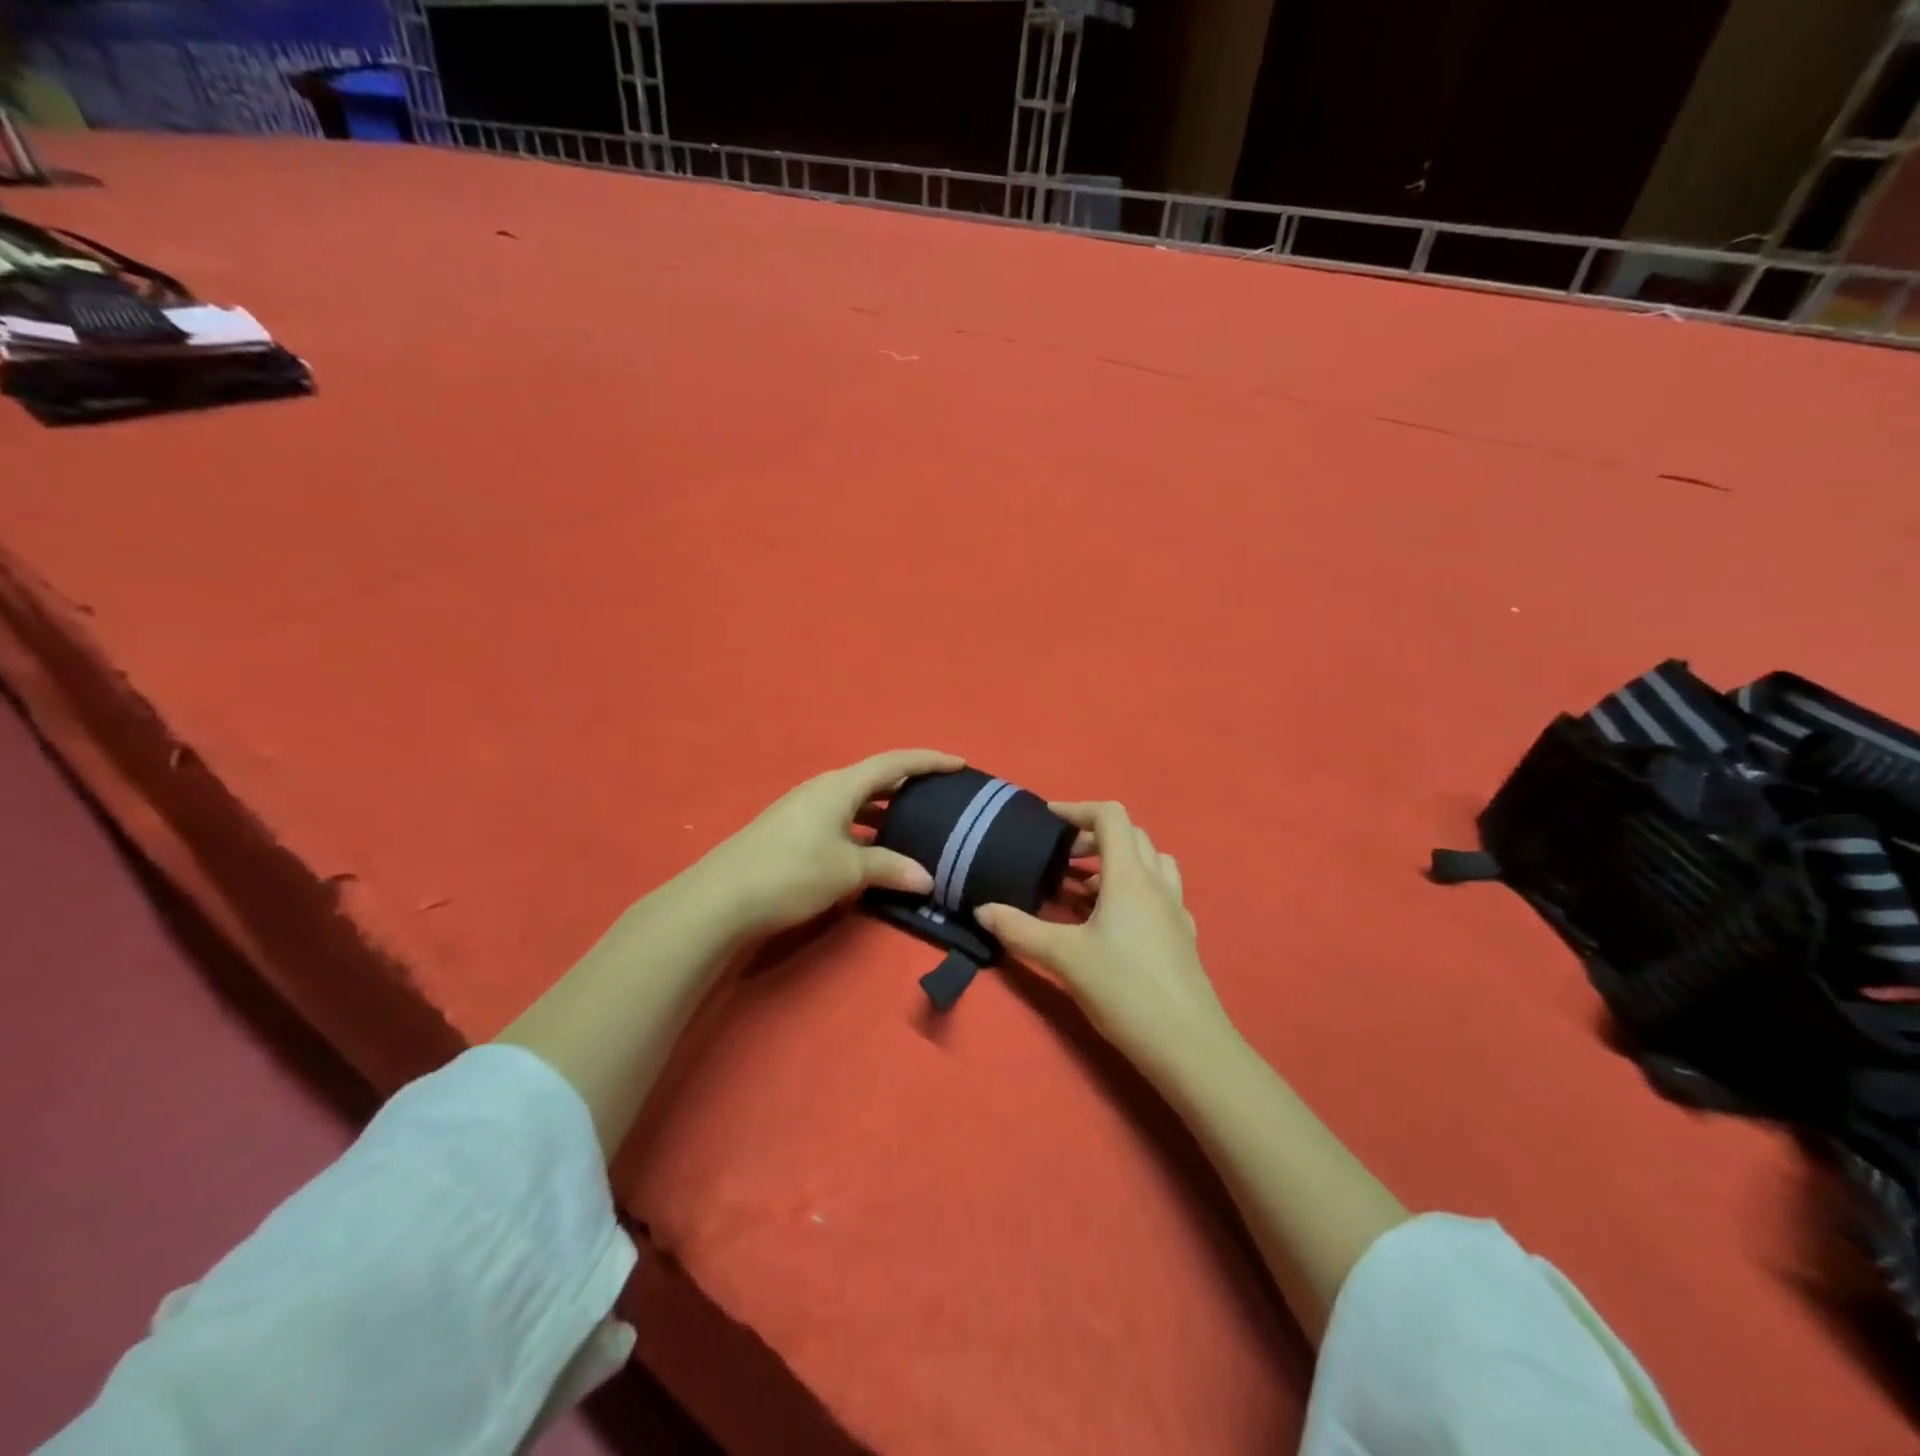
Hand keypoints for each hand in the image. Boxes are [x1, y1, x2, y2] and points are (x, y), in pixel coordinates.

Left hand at [696, 749, 964, 939]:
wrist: (722, 898)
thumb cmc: (792, 872)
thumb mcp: (848, 870)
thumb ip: (890, 868)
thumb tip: (927, 878)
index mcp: (840, 786)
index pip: (894, 763)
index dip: (929, 761)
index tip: (960, 765)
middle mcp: (823, 789)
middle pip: (875, 779)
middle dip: (909, 787)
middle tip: (942, 799)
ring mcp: (805, 810)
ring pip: (857, 803)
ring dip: (886, 812)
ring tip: (916, 828)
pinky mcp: (793, 831)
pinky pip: (842, 821)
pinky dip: (865, 830)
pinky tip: (875, 852)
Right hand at [976, 801, 1233, 1070]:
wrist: (1189, 1045)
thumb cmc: (1124, 989)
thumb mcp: (1064, 957)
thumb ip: (1020, 930)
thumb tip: (981, 910)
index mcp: (1130, 876)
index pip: (1111, 816)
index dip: (1078, 809)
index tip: (1049, 821)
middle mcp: (1157, 883)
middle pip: (1132, 835)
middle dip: (1094, 837)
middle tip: (1063, 859)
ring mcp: (1176, 910)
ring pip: (1151, 862)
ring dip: (1119, 862)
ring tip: (1087, 889)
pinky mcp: (1183, 936)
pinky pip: (1160, 893)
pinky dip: (1135, 890)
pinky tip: (1116, 923)